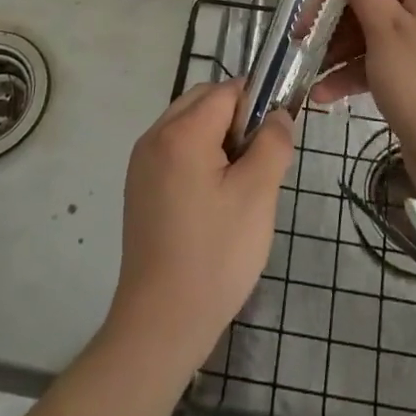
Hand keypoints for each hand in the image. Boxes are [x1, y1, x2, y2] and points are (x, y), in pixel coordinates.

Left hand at [105, 79, 294, 372]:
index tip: (274, 141)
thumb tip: (277, 115)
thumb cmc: (215, 256)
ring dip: (217, 138)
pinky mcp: (139, 187)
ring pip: (189, 124)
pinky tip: (212, 200)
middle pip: (204, 101)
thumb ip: (273, 143)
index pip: (227, 91)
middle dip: (236, 119)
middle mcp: (154, 136)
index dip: (256, 106)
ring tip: (237, 184)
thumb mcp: (258, 195)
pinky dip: (198, 157)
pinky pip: (174, 149)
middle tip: (257, 164)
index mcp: (181, 132)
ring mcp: (142, 162)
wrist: (161, 324)